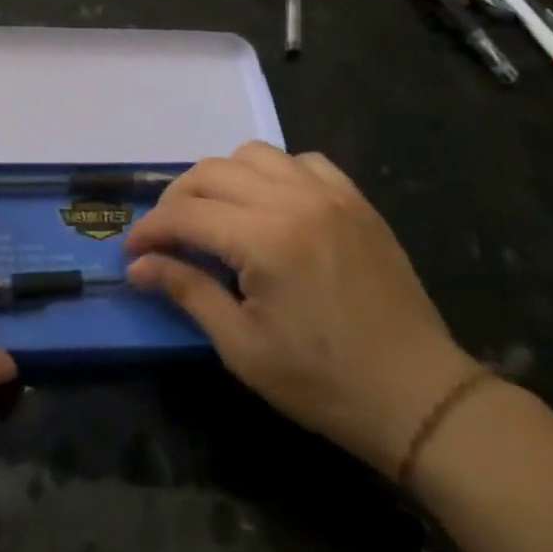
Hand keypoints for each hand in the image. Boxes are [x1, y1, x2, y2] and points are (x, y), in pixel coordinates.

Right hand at [125, 144, 475, 475]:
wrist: (419, 397)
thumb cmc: (324, 383)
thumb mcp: (243, 347)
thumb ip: (188, 292)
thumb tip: (139, 267)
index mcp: (266, 239)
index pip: (186, 213)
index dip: (151, 230)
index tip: (132, 253)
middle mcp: (295, 200)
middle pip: (212, 172)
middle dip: (177, 200)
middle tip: (166, 236)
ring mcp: (331, 194)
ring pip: (253, 153)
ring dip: (222, 178)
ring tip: (215, 214)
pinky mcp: (356, 201)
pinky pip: (303, 161)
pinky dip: (274, 173)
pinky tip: (271, 205)